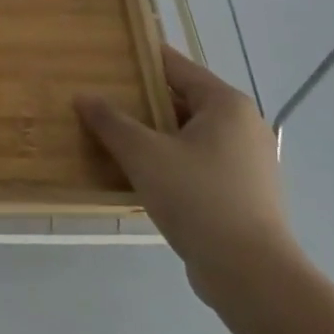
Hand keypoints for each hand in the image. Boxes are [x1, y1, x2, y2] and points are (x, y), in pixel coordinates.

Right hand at [75, 46, 302, 306]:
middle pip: (182, 100)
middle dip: (141, 101)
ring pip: (188, 134)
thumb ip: (110, 121)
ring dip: (153, 134)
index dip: (139, 60)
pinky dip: (169, 161)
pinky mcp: (243, 193)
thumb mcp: (143, 154)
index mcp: (225, 104)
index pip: (175, 66)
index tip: (105, 58)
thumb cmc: (197, 198)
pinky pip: (197, 162)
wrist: (250, 275)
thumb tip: (83, 96)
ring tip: (111, 136)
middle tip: (100, 99)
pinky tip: (138, 174)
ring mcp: (247, 161)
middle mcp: (242, 125)